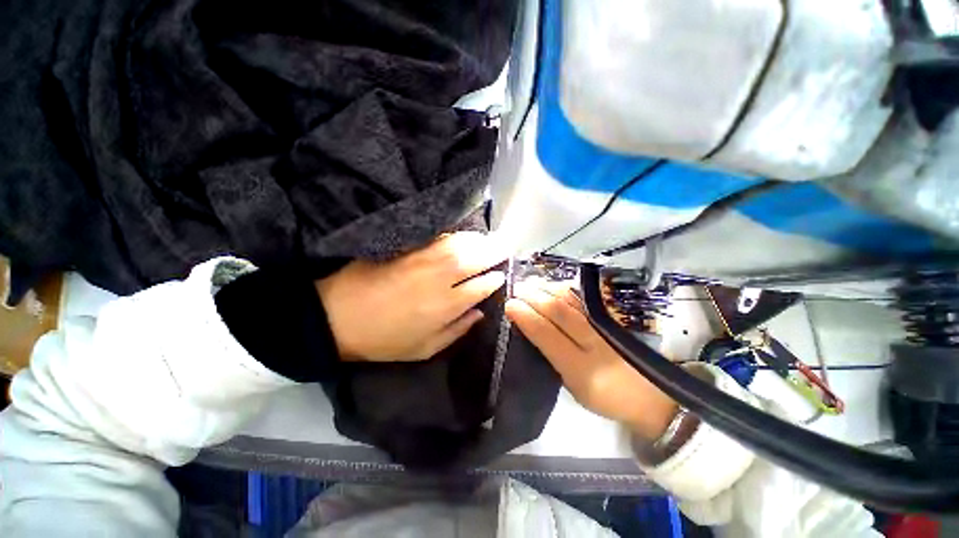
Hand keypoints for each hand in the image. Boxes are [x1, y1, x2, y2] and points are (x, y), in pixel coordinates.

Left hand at [316, 232, 506, 361]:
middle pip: (476, 258)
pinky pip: (439, 236)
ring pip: (460, 243)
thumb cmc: (384, 340)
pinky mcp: (407, 248)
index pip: (482, 286)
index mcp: (446, 306)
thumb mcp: (424, 349)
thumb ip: (457, 330)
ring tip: (488, 240)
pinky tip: (462, 236)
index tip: (501, 275)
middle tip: (504, 248)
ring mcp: (422, 259)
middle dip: (494, 251)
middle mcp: (440, 278)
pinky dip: (456, 235)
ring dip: (479, 240)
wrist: (337, 317)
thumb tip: (480, 312)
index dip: (495, 278)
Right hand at [505, 279, 677, 439]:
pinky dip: (565, 288)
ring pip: (571, 299)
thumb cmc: (605, 396)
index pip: (545, 334)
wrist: (651, 395)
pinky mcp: (614, 316)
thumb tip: (531, 328)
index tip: (509, 305)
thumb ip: (553, 357)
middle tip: (516, 288)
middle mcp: (593, 342)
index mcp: (579, 368)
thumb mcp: (572, 387)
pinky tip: (554, 285)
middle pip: (558, 310)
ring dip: (547, 288)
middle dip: (533, 296)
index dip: (525, 316)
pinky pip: (585, 296)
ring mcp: (605, 325)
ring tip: (530, 283)